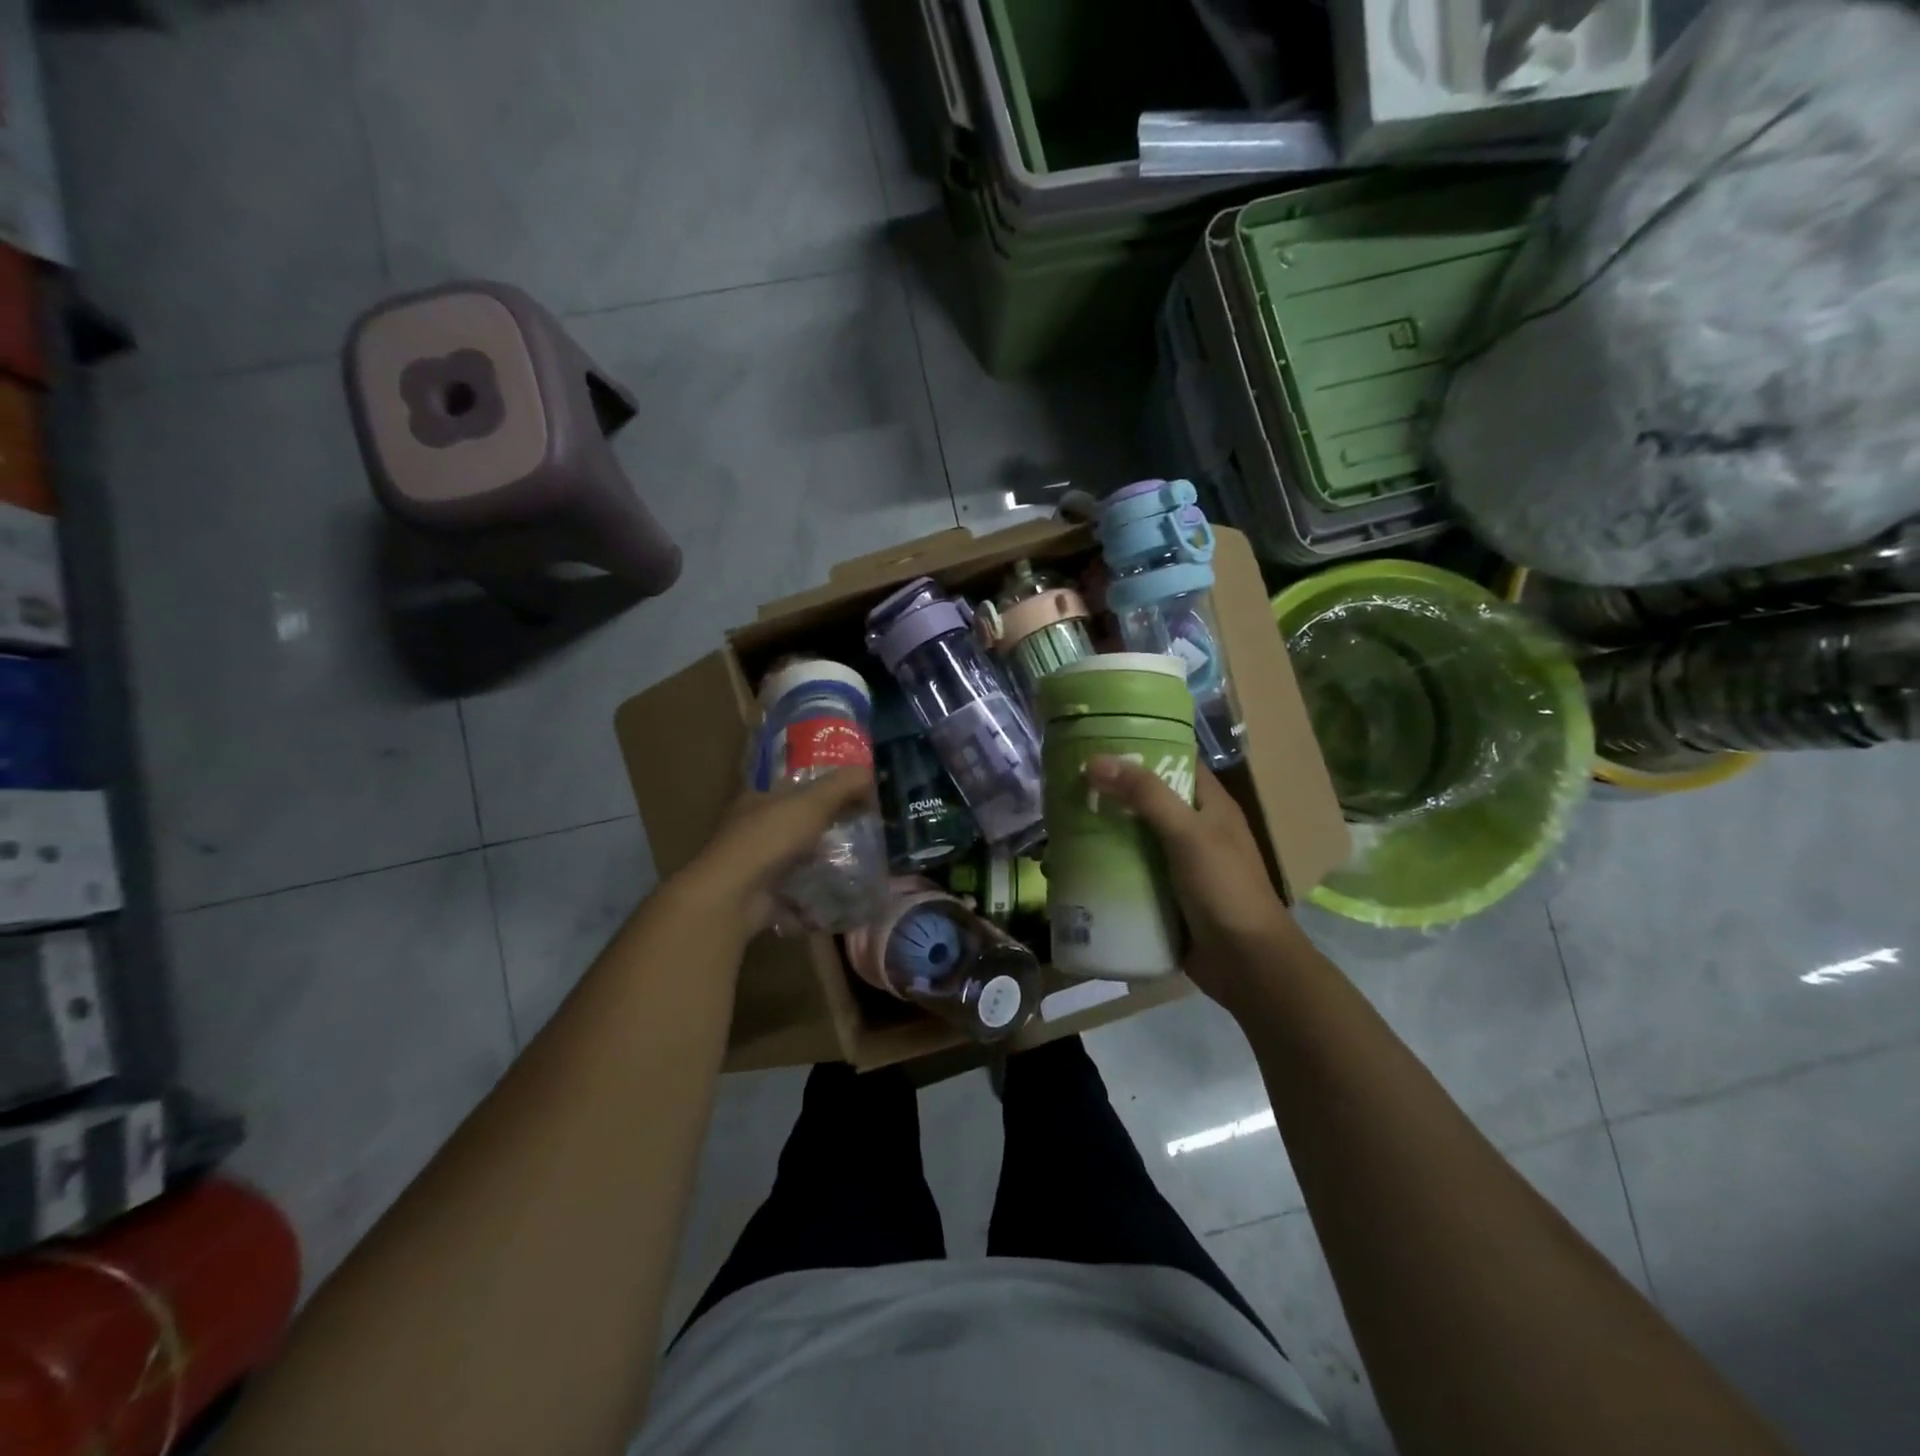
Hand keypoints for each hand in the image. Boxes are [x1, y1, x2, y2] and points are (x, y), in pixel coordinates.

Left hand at [673, 768, 878, 934]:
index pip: (794, 789)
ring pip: (796, 860)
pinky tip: (840, 897)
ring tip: (859, 867)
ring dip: (821, 864)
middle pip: (796, 825)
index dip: (824, 791)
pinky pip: (795, 894)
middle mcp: (751, 831)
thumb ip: (842, 785)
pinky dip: (814, 897)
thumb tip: (870, 772)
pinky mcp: (761, 898)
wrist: (733, 897)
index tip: (855, 799)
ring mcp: (754, 867)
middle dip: (825, 830)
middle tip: (863, 835)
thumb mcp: (812, 802)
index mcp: (757, 801)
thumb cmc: (769, 838)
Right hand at [1086, 756, 1295, 1008]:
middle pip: (1146, 800)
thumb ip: (1146, 795)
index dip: (1141, 748)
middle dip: (1109, 793)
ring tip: (1059, 825)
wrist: (1246, 965)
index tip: (1098, 741)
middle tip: (1066, 785)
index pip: (1175, 761)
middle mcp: (1194, 829)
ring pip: (1133, 838)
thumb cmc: (1225, 889)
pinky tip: (1072, 867)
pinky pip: (1129, 872)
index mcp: (1210, 805)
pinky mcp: (1163, 895)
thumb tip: (1096, 760)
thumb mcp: (1188, 834)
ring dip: (1101, 832)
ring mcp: (1178, 864)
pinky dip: (1104, 867)